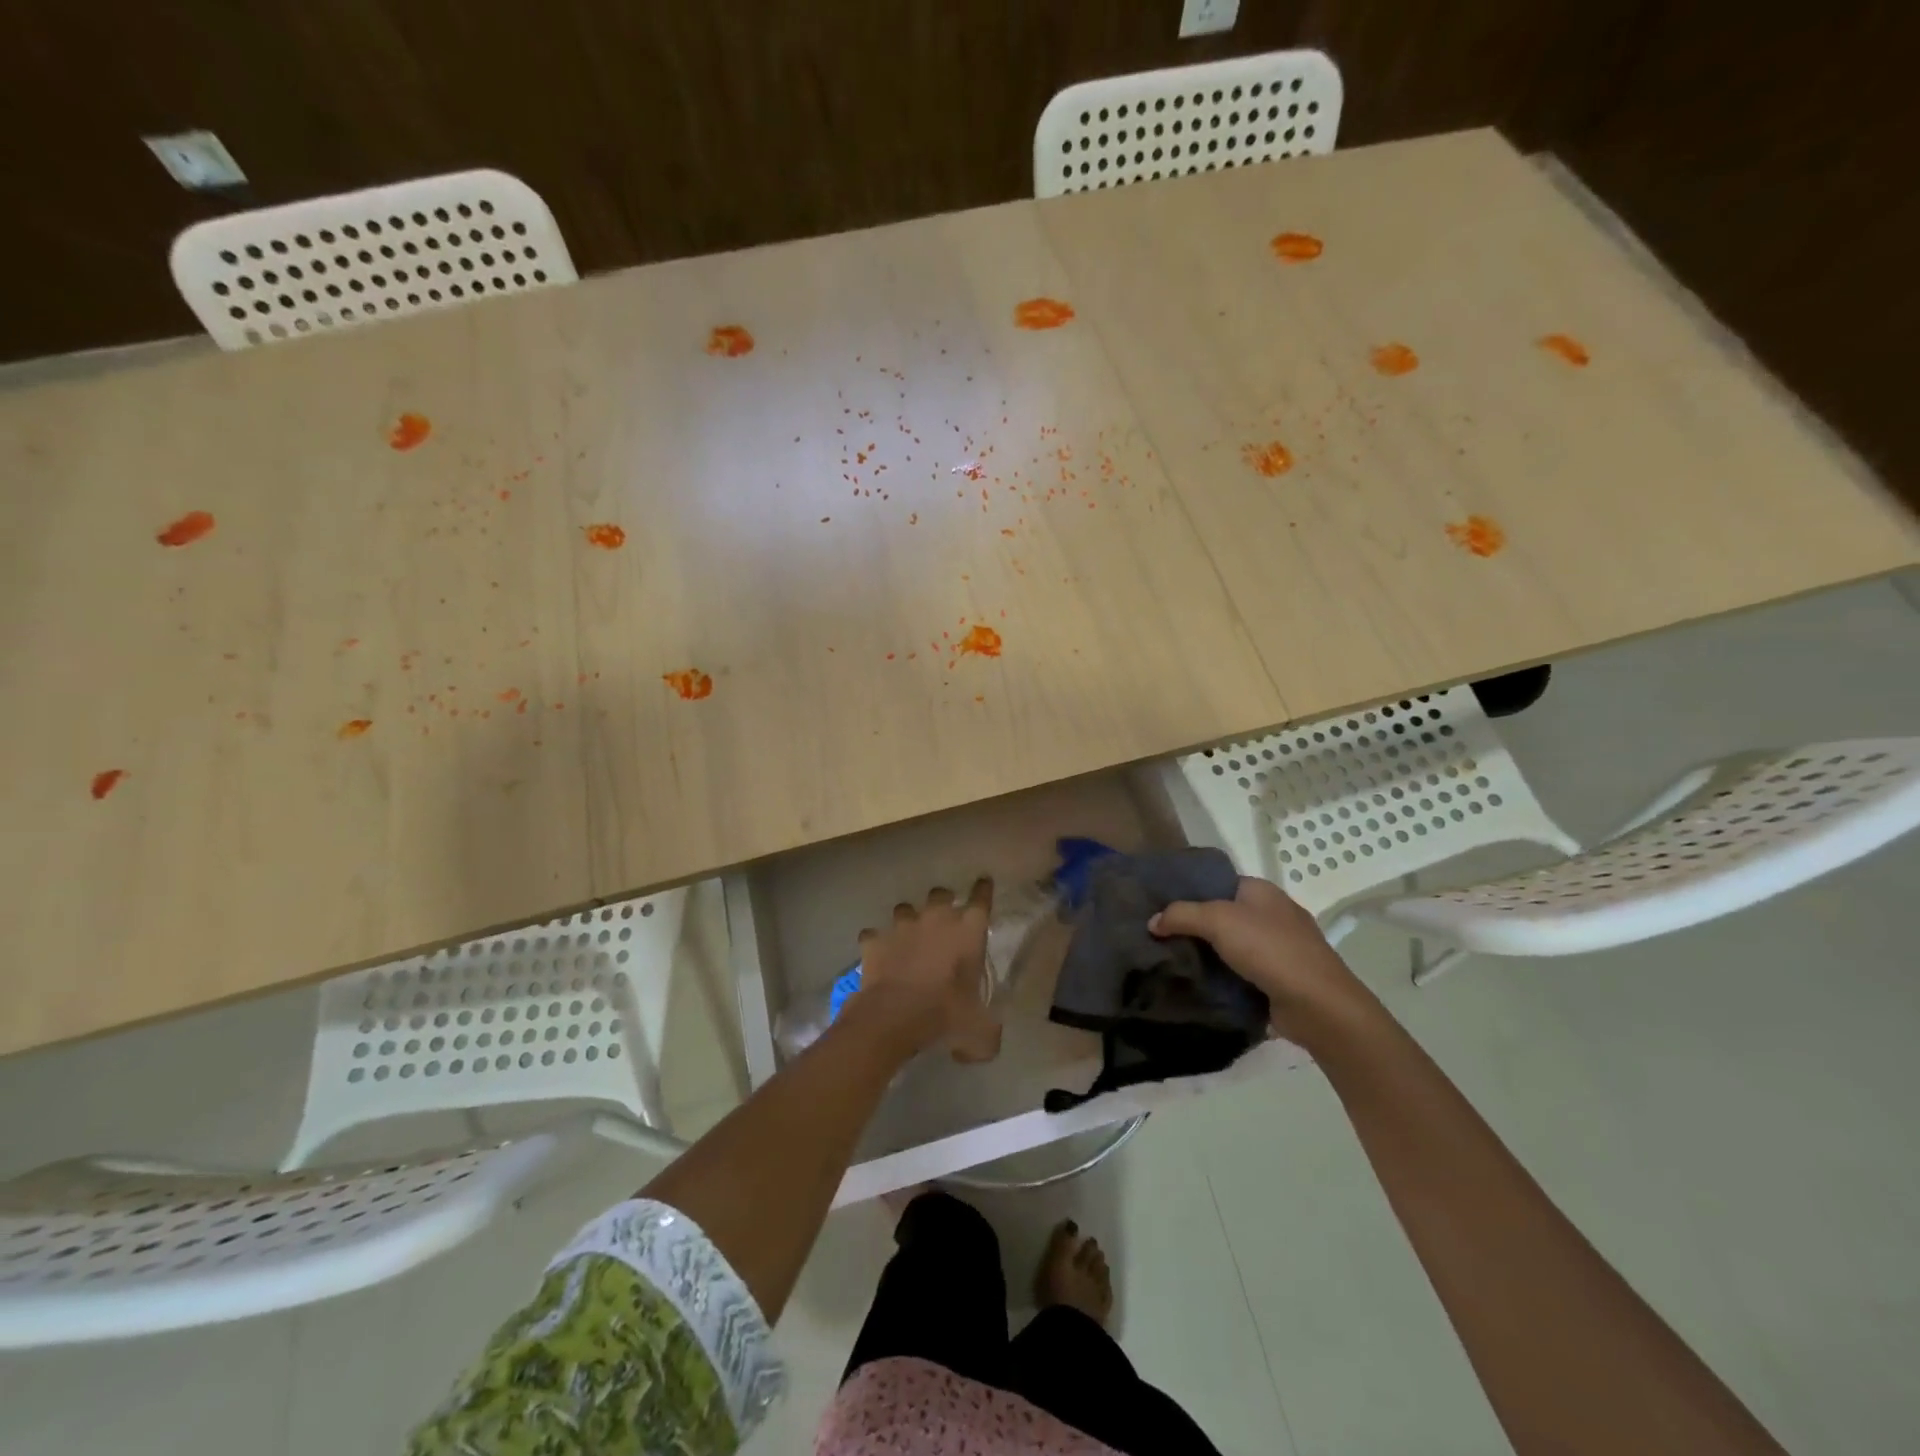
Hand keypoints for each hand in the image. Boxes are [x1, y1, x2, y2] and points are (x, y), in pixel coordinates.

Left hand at [851, 880, 1001, 1062]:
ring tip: (908, 938)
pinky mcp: (875, 940)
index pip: (982, 899)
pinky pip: (875, 935)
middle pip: (941, 894)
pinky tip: (879, 955)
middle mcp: (936, 919)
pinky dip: (877, 943)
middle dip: (943, 902)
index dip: (983, 890)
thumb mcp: (981, 1032)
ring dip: (909, 921)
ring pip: (906, 909)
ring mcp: (902, 926)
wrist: (894, 1017)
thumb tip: (986, 1042)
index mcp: (968, 931)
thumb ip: (988, 1030)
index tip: (983, 883)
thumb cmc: (946, 1016)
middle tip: (943, 919)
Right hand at [1150, 876, 1376, 1048]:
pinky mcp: (1280, 979)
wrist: (1318, 1005)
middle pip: (1221, 915)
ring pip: (1230, 946)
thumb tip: (1152, 922)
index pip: (1217, 883)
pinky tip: (1197, 985)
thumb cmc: (1269, 949)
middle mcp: (1271, 914)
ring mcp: (1279, 949)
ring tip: (1170, 962)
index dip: (1188, 892)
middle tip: (1158, 937)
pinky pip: (1241, 973)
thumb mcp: (1217, 920)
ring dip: (1206, 955)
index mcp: (1261, 891)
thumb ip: (1181, 915)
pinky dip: (1222, 978)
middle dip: (1193, 926)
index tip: (1158, 907)